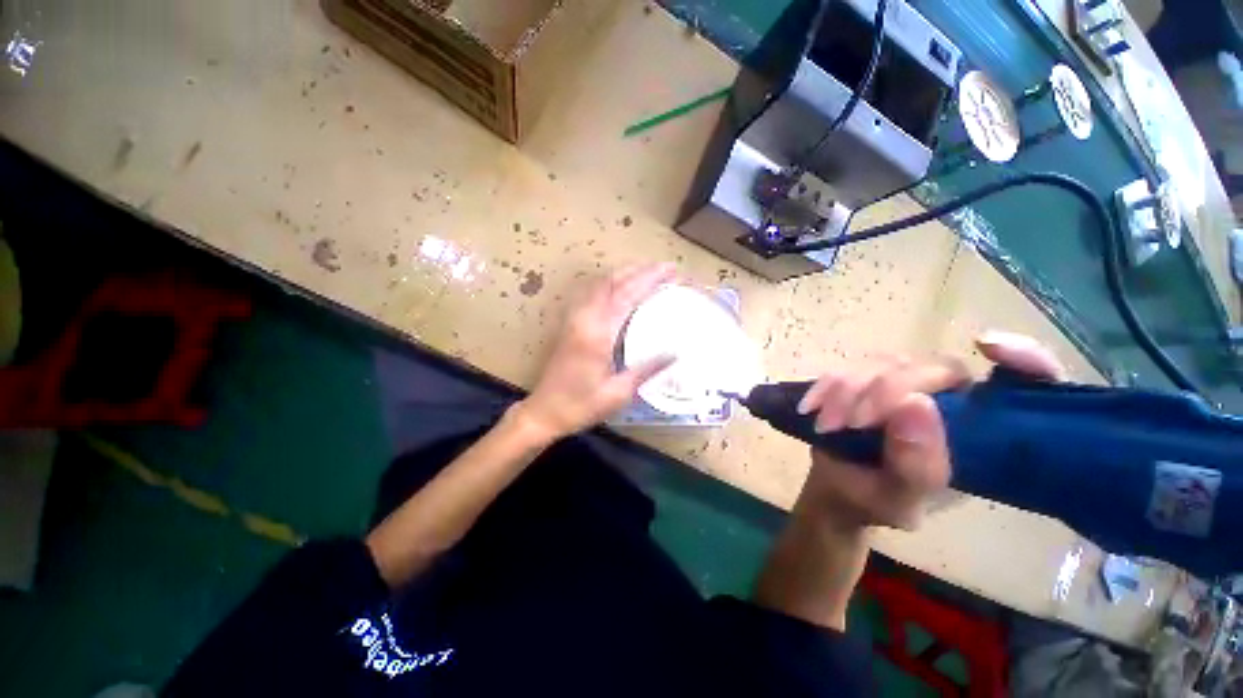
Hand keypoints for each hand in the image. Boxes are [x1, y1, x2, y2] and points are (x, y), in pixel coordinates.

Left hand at [515, 263, 677, 441]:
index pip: (626, 296)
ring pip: (599, 284)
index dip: (649, 279)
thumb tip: (675, 353)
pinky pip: (591, 294)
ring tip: (647, 272)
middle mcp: (584, 319)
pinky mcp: (569, 324)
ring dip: (623, 274)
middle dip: (639, 271)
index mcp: (597, 334)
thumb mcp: (618, 393)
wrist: (543, 412)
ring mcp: (574, 319)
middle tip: (664, 268)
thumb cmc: (580, 406)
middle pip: (611, 282)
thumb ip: (647, 369)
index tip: (670, 270)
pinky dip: (609, 284)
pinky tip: (620, 288)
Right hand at [794, 331, 1064, 531]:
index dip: (1024, 358)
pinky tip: (811, 409)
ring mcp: (902, 384)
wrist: (836, 490)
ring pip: (882, 363)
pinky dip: (825, 386)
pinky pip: (846, 368)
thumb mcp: (901, 500)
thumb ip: (917, 466)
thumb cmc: (878, 501)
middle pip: (931, 367)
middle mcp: (949, 399)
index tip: (986, 347)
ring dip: (847, 391)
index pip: (1025, 383)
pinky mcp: (864, 380)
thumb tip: (916, 404)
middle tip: (852, 423)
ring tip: (827, 425)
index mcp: (981, 431)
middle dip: (885, 391)